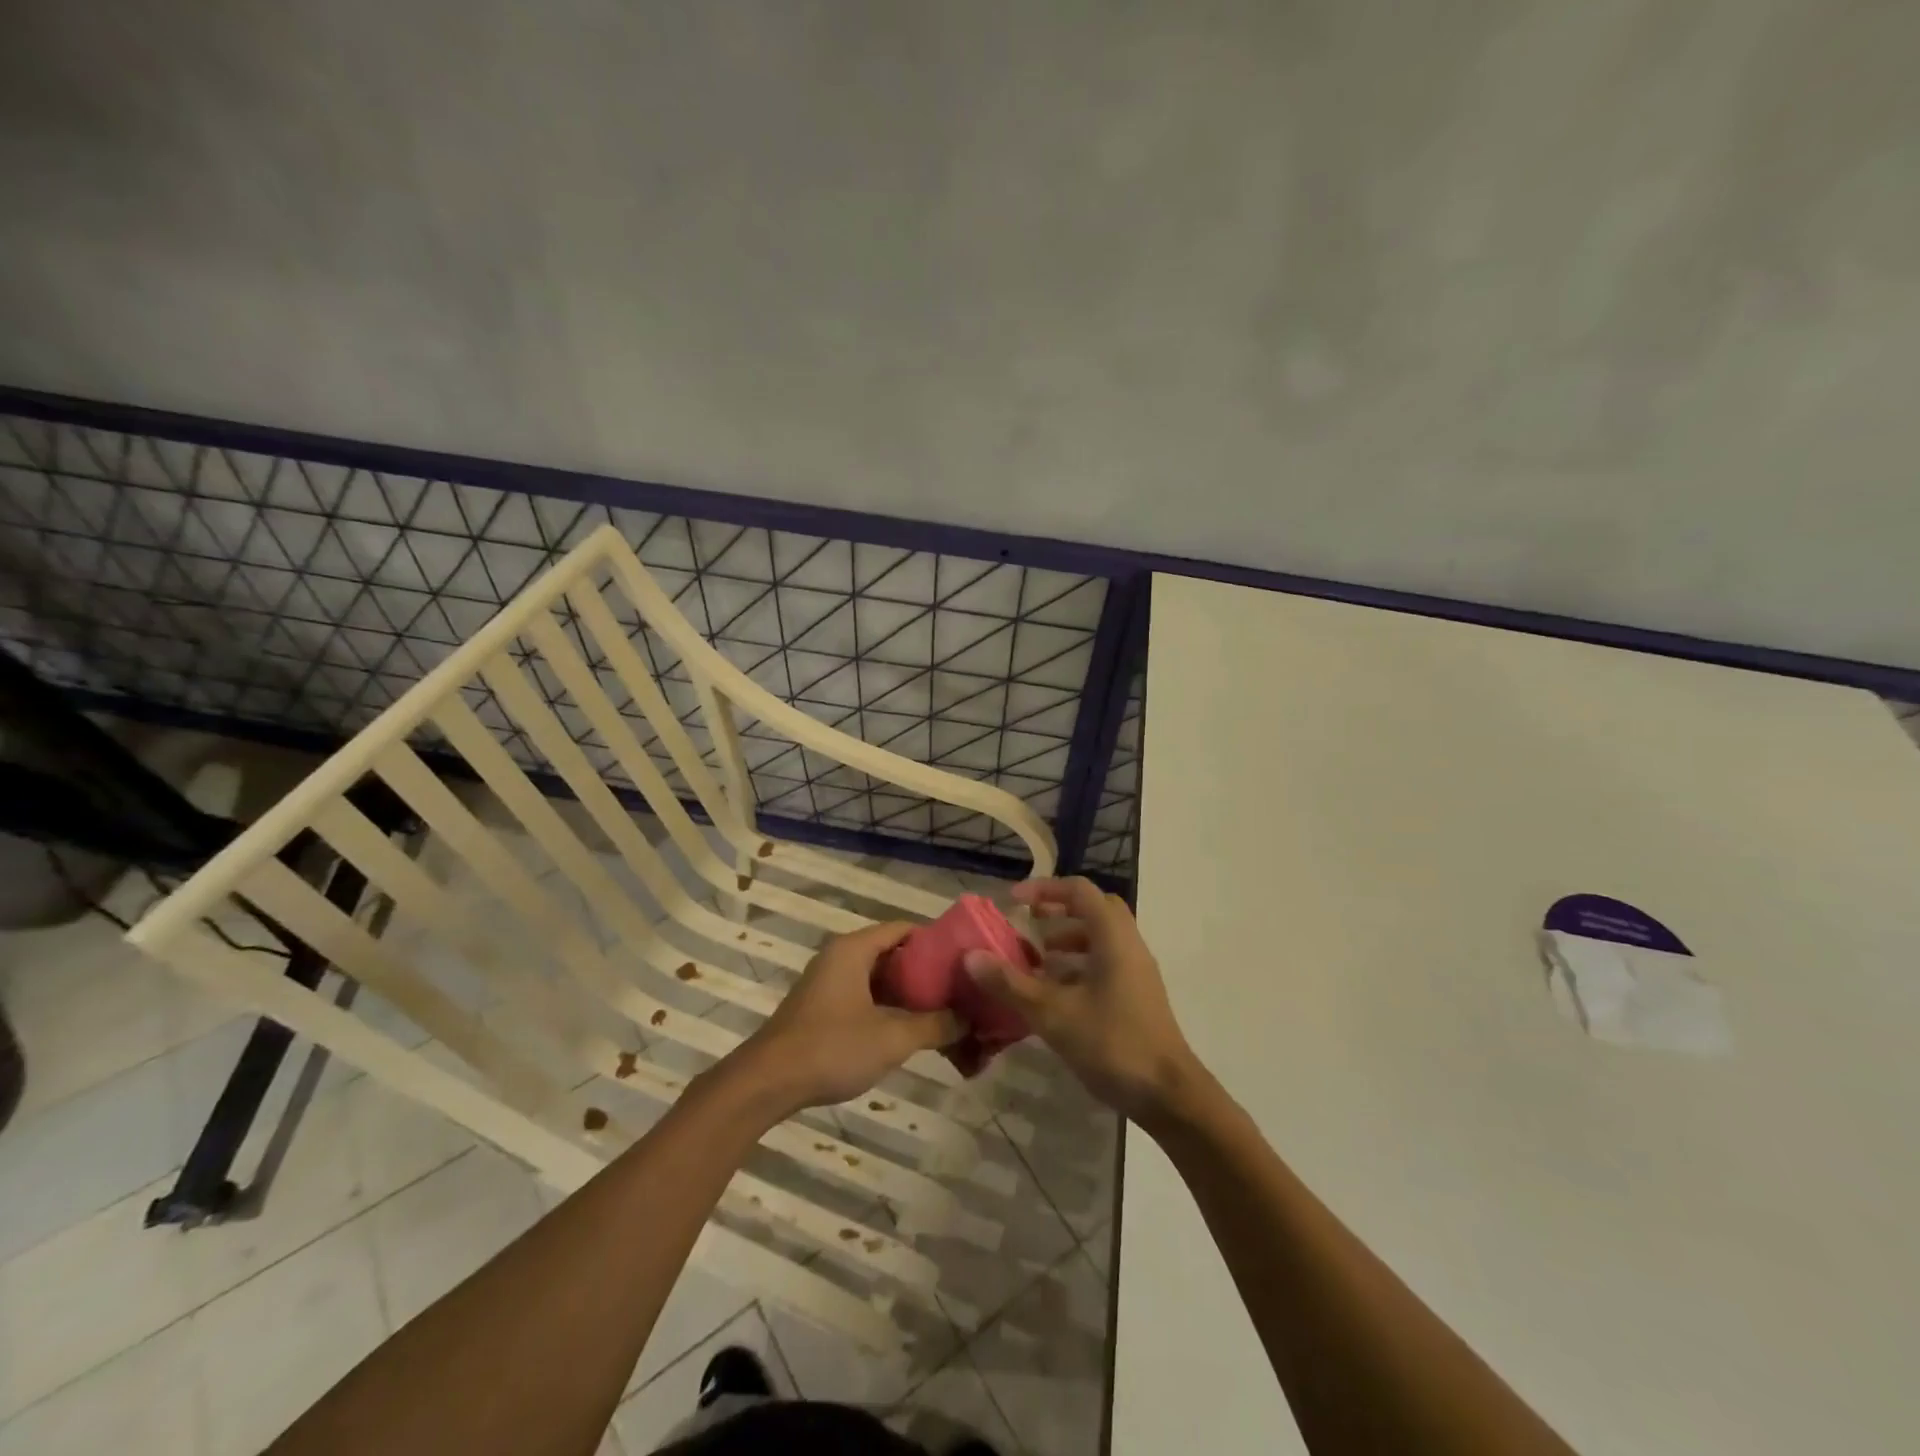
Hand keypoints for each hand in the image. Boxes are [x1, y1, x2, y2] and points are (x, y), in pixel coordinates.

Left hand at [733, 921, 957, 1115]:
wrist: (766, 1083)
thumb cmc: (831, 1048)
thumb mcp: (892, 1037)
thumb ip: (935, 1025)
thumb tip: (969, 1018)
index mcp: (854, 949)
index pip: (904, 929)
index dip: (937, 942)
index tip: (964, 961)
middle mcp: (840, 957)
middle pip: (893, 954)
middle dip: (927, 973)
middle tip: (960, 991)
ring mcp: (829, 983)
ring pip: (880, 979)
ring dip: (909, 995)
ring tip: (944, 1014)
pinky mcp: (823, 1008)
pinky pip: (865, 997)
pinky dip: (889, 1008)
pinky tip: (911, 1032)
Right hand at [965, 877, 1200, 1121]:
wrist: (1168, 1095)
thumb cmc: (1112, 1044)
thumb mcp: (1053, 1014)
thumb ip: (1011, 984)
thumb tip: (971, 957)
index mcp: (1113, 938)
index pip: (1080, 891)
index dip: (1045, 888)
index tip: (1014, 900)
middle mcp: (1129, 946)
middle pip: (1094, 909)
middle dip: (1059, 911)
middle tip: (1029, 924)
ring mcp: (1136, 972)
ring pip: (1100, 938)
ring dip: (1067, 940)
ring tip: (1036, 961)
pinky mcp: (1137, 996)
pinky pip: (1105, 963)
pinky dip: (1078, 966)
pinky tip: (1055, 993)